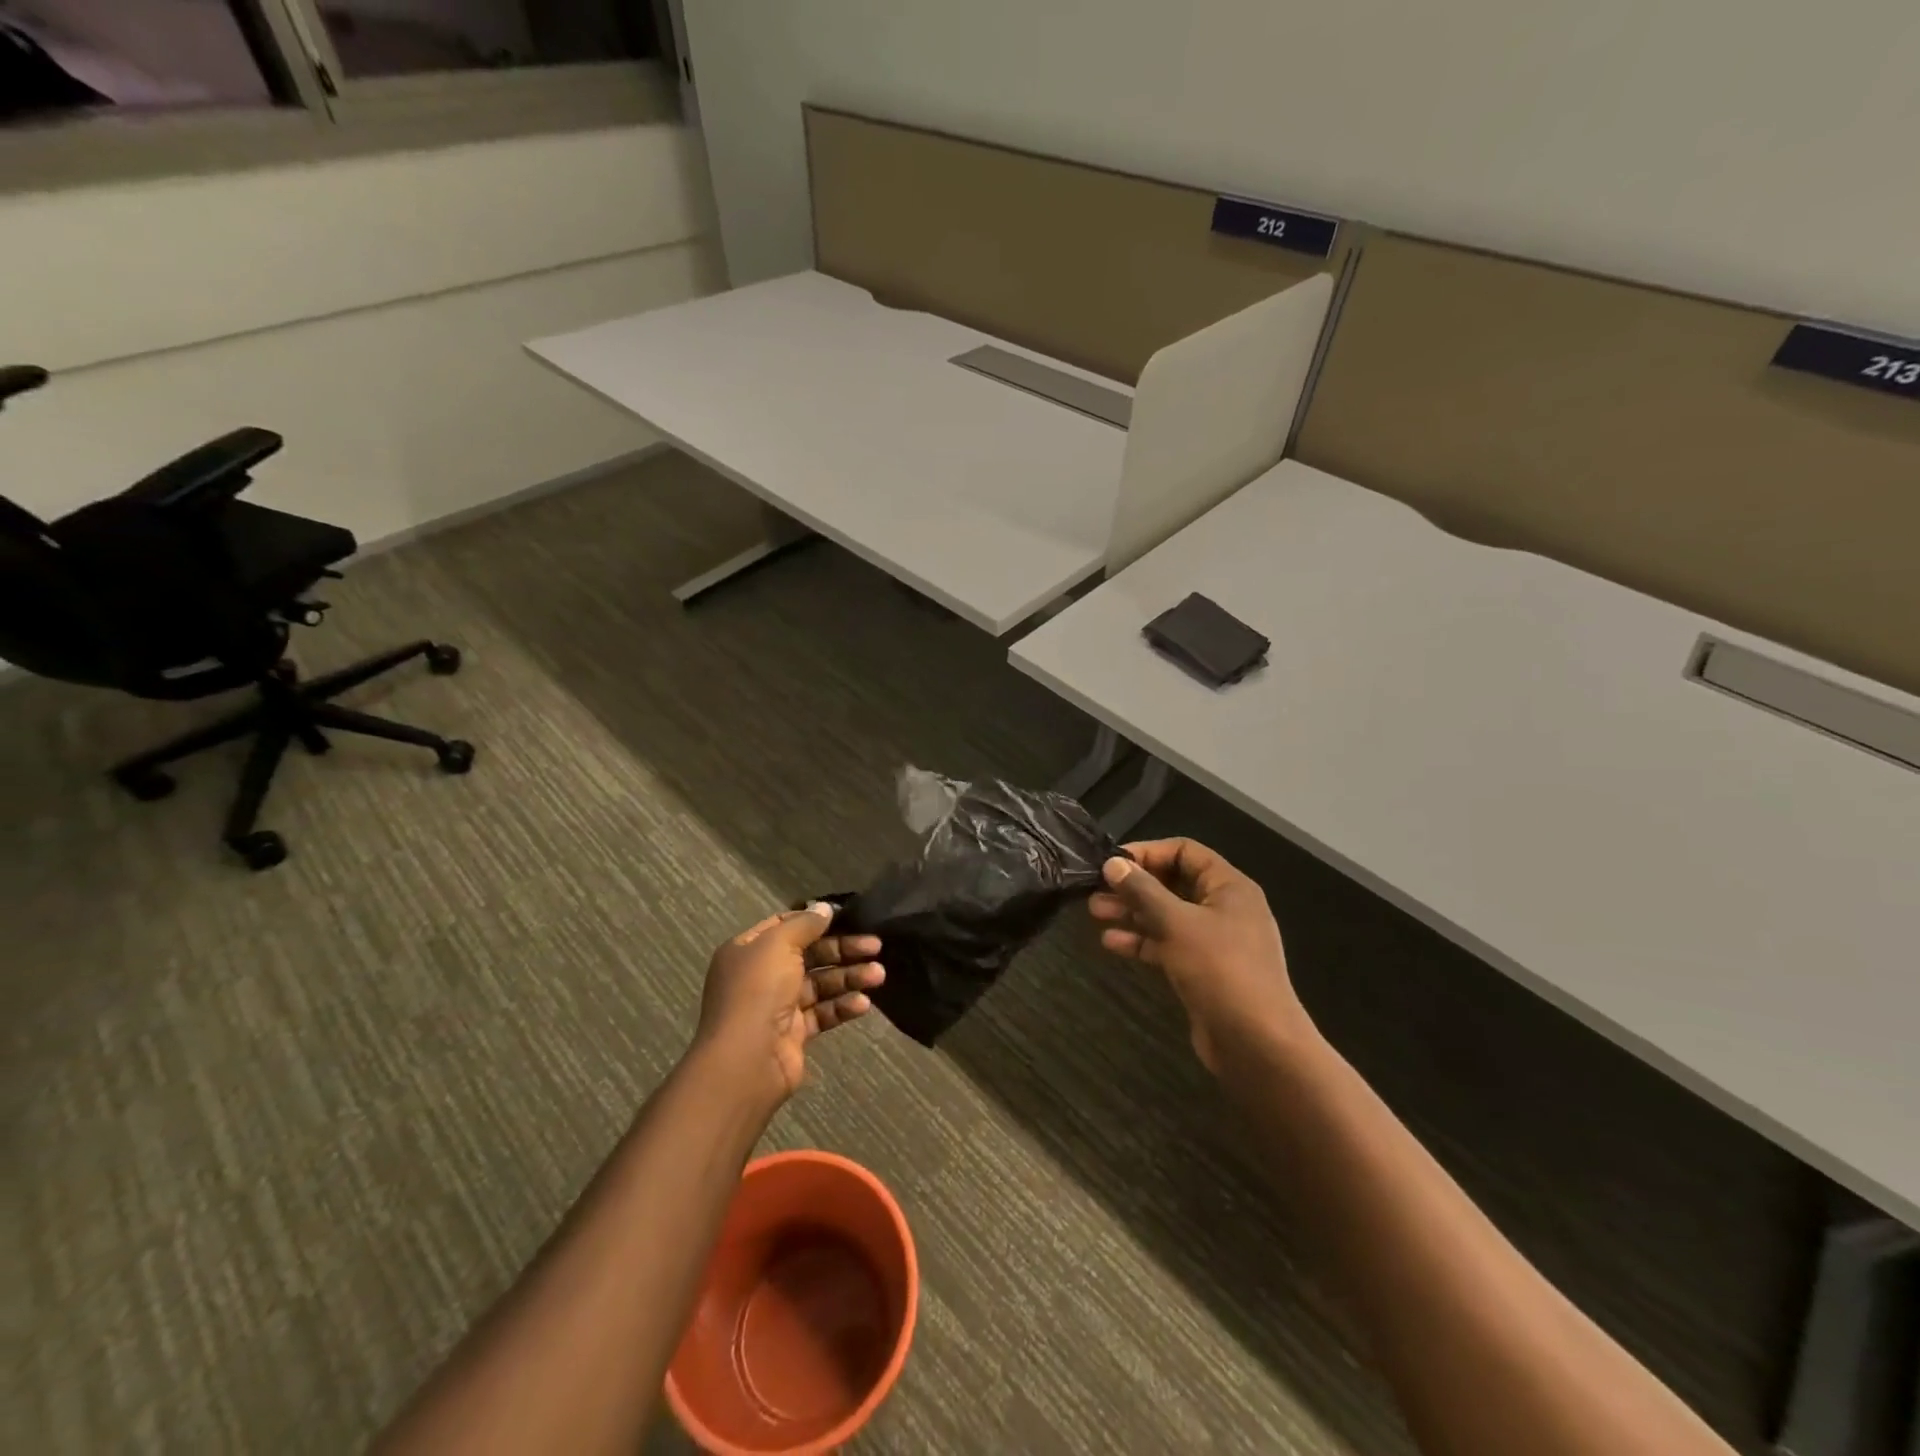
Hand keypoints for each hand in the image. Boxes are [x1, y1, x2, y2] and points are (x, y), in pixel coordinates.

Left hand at [695, 903, 884, 1101]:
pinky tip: (863, 1004)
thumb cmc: (758, 992)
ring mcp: (779, 1005)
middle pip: (810, 954)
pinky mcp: (796, 1032)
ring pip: (821, 983)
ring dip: (849, 977)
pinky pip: (823, 1012)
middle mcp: (762, 975)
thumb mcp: (778, 945)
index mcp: (749, 950)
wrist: (747, 1062)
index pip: (785, 926)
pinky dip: (843, 1006)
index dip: (816, 920)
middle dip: (843, 949)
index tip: (848, 917)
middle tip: (876, 946)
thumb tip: (825, 908)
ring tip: (879, 975)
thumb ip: (804, 924)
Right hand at [1088, 839, 1308, 1072]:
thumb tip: (1113, 863)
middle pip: (1173, 883)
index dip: (1148, 853)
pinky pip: (1168, 944)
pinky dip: (1142, 941)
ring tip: (1095, 913)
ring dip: (1132, 913)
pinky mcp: (1203, 970)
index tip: (1113, 863)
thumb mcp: (1177, 923)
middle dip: (1134, 886)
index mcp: (1229, 887)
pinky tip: (1112, 944)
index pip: (1185, 852)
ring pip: (1167, 916)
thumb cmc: (1221, 970)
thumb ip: (1143, 891)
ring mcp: (1214, 941)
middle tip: (1095, 891)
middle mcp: (1223, 908)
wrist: (1257, 1044)